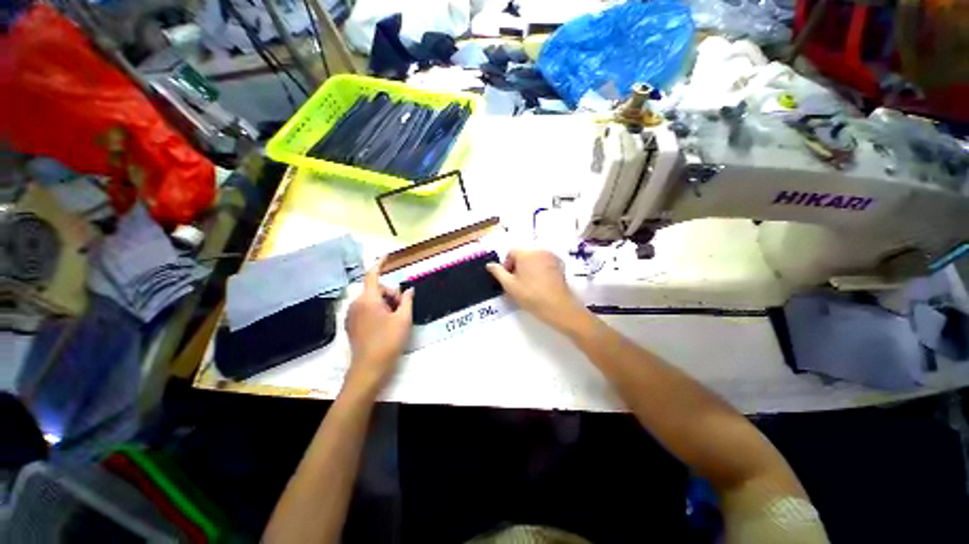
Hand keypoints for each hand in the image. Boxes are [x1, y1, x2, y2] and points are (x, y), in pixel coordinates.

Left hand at [344, 260, 413, 393]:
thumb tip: (409, 289)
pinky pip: (365, 309)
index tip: (387, 256)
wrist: (369, 368)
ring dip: (385, 303)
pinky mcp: (351, 324)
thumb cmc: (389, 341)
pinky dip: (377, 310)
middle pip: (375, 289)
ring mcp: (351, 315)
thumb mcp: (404, 319)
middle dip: (391, 294)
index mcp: (368, 300)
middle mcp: (356, 304)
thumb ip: (407, 300)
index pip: (373, 275)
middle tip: (402, 308)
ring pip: (371, 299)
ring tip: (395, 318)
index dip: (380, 264)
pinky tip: (385, 324)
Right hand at [486, 249, 591, 332]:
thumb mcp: (509, 285)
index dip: (507, 265)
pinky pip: (544, 264)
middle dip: (517, 267)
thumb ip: (498, 272)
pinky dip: (539, 270)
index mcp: (526, 253)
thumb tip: (490, 265)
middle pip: (523, 255)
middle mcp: (539, 251)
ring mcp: (551, 257)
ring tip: (527, 285)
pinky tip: (539, 284)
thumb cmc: (531, 295)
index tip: (508, 279)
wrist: (557, 307)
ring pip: (534, 259)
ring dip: (528, 268)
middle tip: (516, 283)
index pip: (511, 252)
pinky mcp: (559, 265)